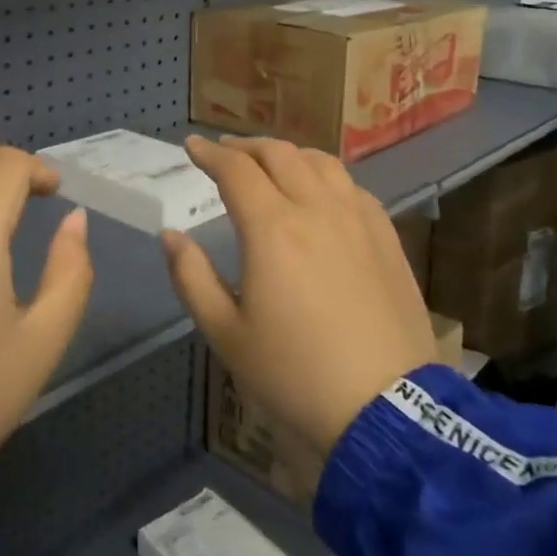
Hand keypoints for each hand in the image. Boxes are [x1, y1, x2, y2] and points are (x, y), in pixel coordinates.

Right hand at [163, 136, 438, 464]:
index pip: (236, 170)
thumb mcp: (226, 334)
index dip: (210, 153)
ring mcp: (357, 218)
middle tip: (225, 152)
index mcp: (272, 228)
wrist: (385, 409)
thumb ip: (192, 277)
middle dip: (245, 146)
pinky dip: (324, 175)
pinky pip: (351, 186)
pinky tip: (321, 192)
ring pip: (320, 161)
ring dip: (287, 154)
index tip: (192, 146)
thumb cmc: (294, 375)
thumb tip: (171, 236)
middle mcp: (316, 208)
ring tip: (270, 164)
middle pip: (279, 154)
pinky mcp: (386, 236)